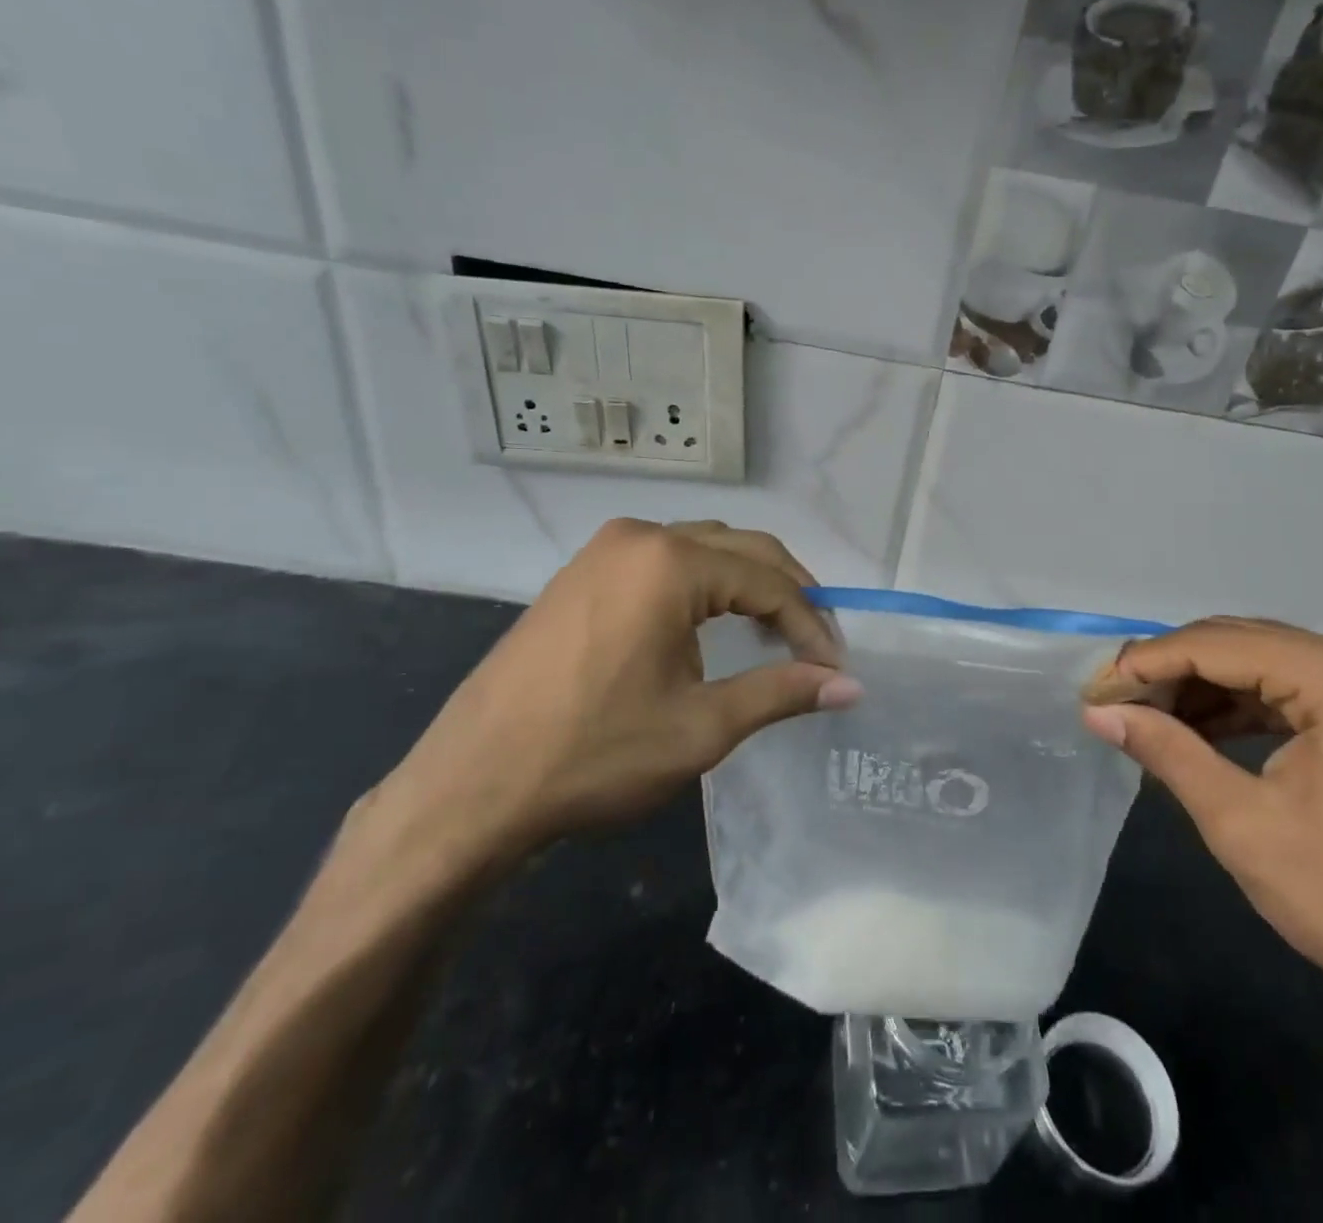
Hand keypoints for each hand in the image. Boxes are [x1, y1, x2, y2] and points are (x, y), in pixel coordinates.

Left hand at [373, 519, 861, 868]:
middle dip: (788, 592)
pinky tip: (714, 623)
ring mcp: (603, 550)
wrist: (470, 787)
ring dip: (748, 583)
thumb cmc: (595, 753)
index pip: (768, 581)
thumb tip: (851, 686)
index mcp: (671, 562)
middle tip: (818, 642)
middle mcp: (639, 536)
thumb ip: (782, 693)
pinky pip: (664, 562)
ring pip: (703, 549)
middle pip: (741, 549)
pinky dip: (705, 585)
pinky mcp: (581, 573)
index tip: (835, 668)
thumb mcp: (701, 727)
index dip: (811, 624)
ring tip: (777, 631)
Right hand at [1082, 619, 1322, 1022]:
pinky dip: (1236, 706)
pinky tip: (1194, 728)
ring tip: (1144, 717)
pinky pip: (1287, 688)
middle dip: (1170, 671)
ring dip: (1199, 688)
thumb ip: (1166, 751)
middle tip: (1111, 702)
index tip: (1093, 689)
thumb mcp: (1241, 823)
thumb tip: (1098, 710)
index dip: (1147, 664)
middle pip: (1239, 643)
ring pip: (1259, 662)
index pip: (1218, 645)